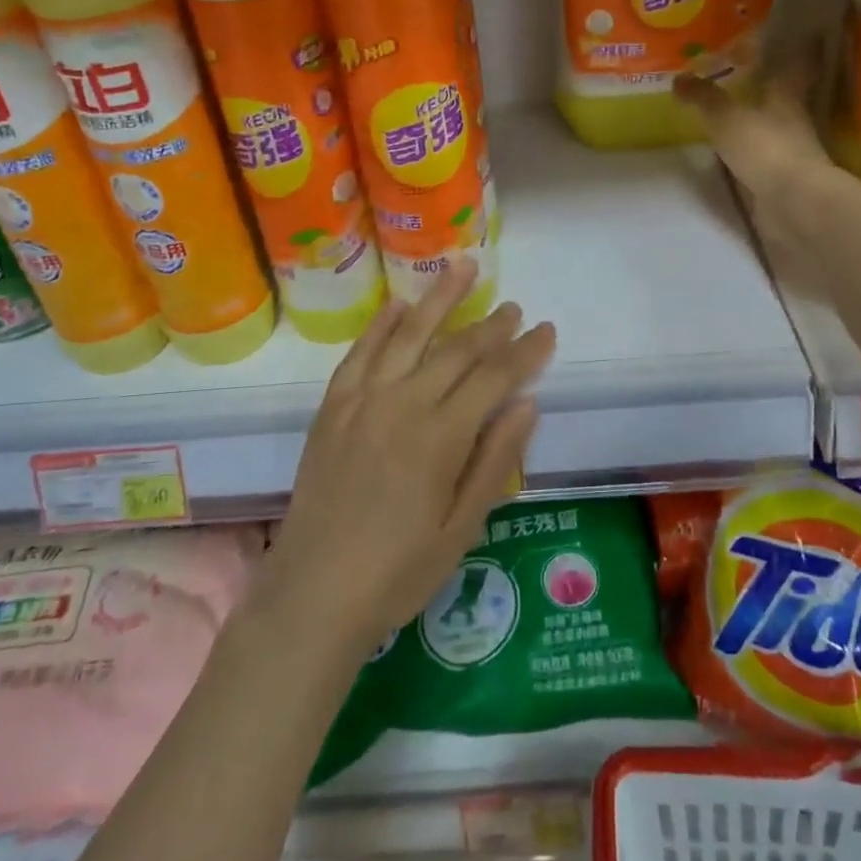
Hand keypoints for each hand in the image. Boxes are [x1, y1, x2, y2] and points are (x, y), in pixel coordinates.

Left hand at [263, 259, 556, 662]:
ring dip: (438, 298)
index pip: (494, 377)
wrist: (313, 594)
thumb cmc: (398, 572)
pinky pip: (359, 352)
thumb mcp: (462, 527)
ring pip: (408, 334)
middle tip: (514, 307)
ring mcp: (362, 400)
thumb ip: (495, 460)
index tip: (547, 331)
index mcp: (440, 437)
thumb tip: (527, 403)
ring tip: (462, 267)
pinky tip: (398, 305)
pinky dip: (380, 325)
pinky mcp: (332, 407)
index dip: (525, 352)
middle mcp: (402, 404)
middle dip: (491, 325)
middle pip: (456, 350)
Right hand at [674, 57, 842, 251]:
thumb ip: (704, 98)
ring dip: (755, 120)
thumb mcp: (727, 118)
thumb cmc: (766, 148)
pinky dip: (748, 151)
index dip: (793, 50)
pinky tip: (730, 150)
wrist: (794, 204)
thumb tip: (679, 78)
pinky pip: (761, 157)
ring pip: (771, 127)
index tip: (795, 33)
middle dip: (766, 86)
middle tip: (742, 72)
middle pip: (782, 97)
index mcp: (787, 97)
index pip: (794, 65)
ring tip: (728, 111)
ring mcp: (788, 152)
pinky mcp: (780, 180)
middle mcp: (792, 120)